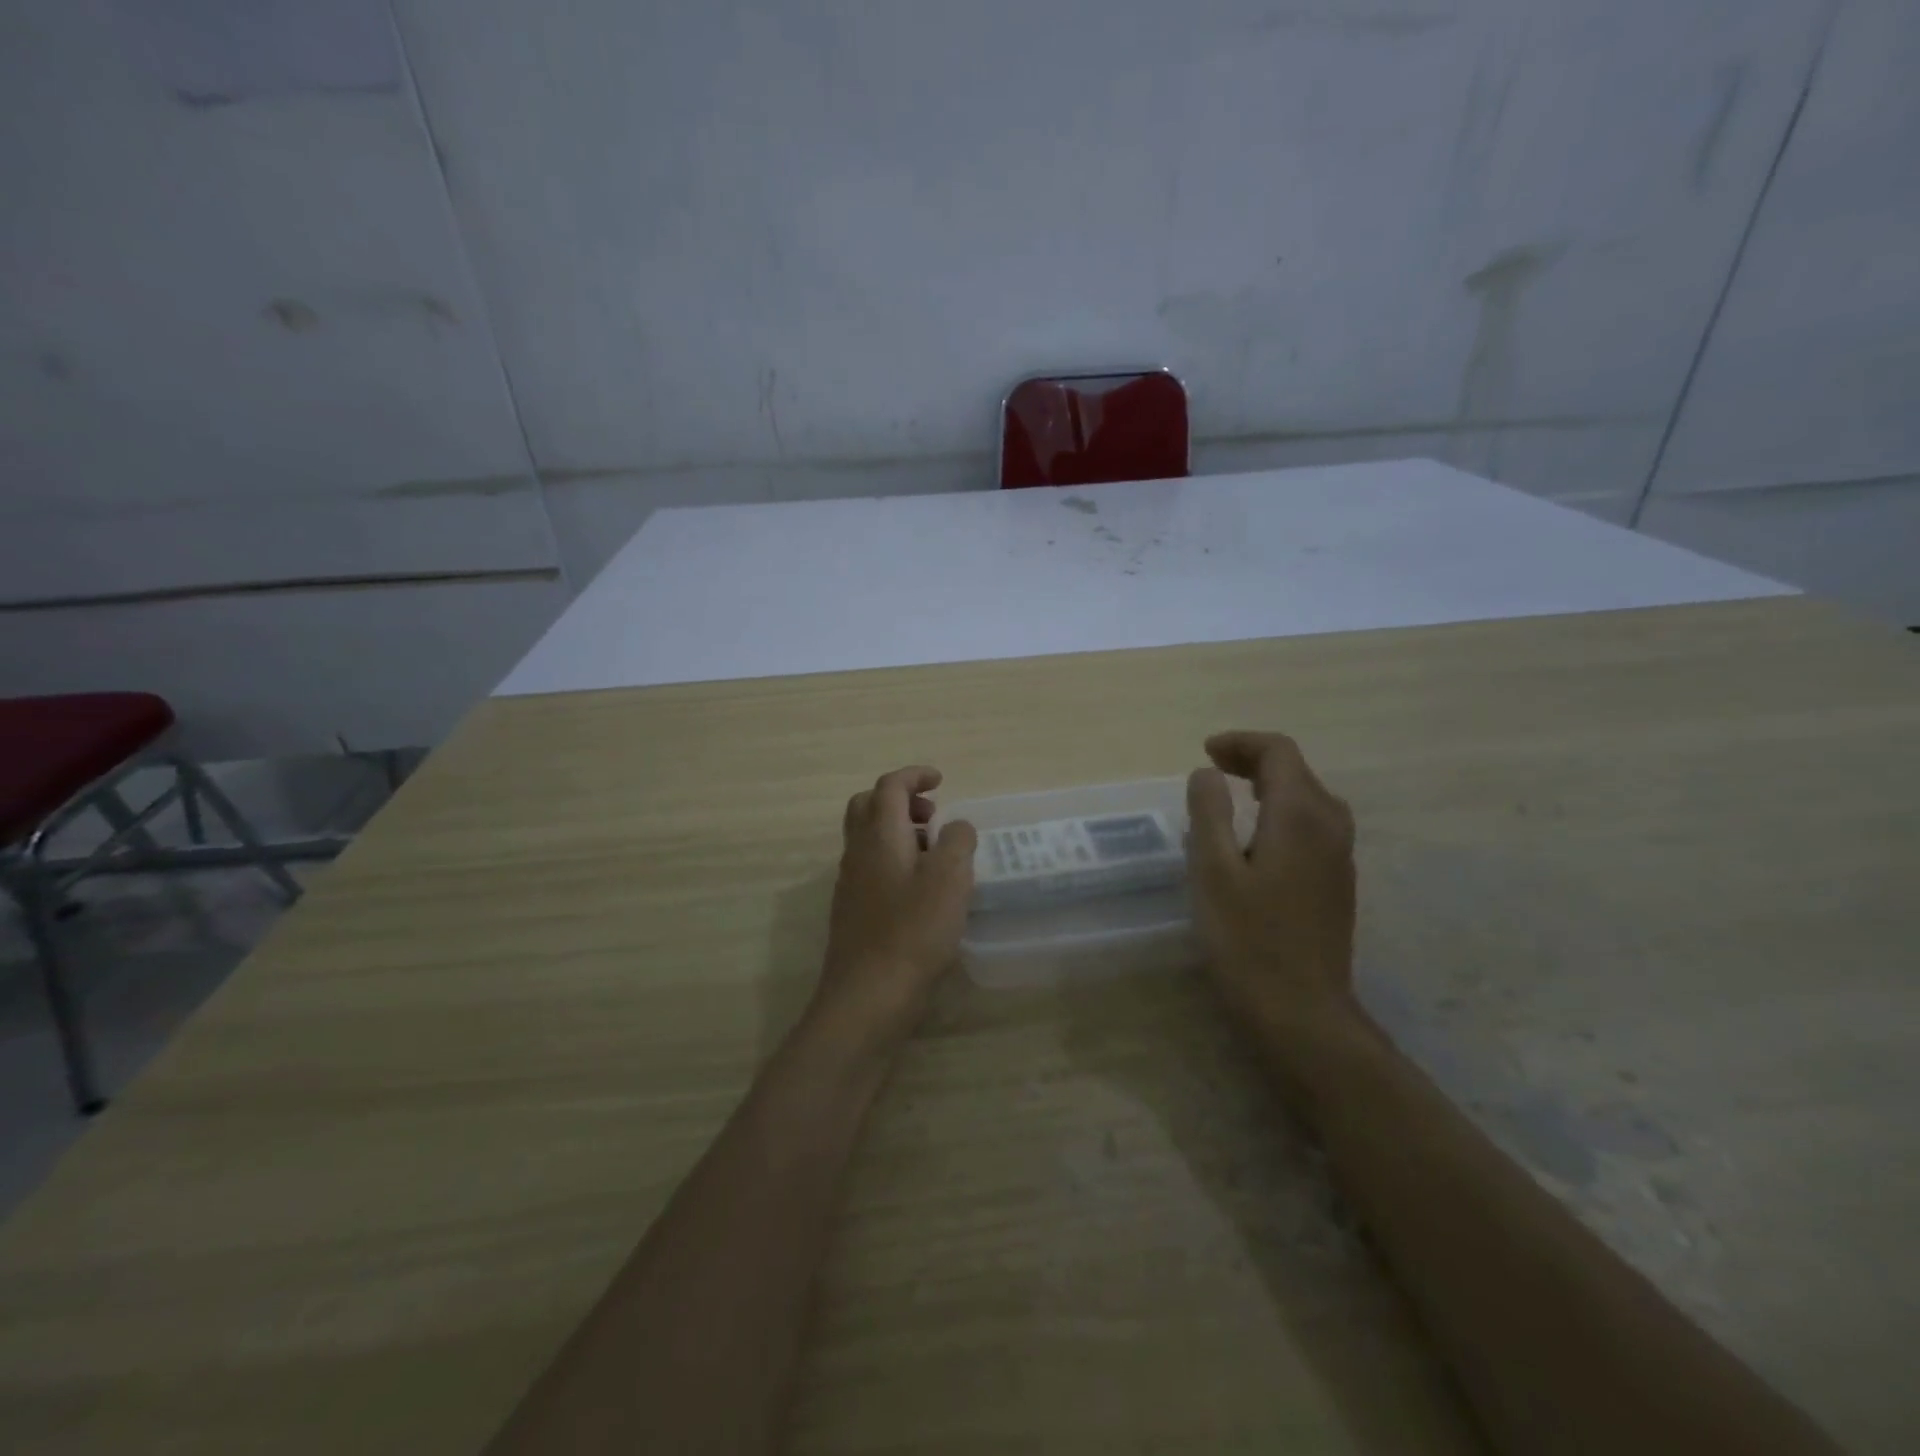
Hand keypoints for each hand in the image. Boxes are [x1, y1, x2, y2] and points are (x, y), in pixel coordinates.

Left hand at [814, 766, 976, 1055]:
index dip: (915, 776)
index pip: (890, 786)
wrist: (867, 996)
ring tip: (935, 854)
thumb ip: (957, 841)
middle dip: (901, 800)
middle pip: (868, 806)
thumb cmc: (914, 931)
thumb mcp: (950, 878)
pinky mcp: (853, 911)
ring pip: (868, 838)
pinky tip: (920, 891)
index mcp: (880, 835)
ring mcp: (850, 883)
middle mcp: (858, 852)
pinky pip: (871, 867)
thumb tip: (955, 826)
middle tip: (933, 816)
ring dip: (899, 832)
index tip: (941, 780)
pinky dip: (895, 860)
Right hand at [1186, 731, 1358, 1035]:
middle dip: (1253, 760)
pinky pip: (1312, 825)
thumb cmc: (1248, 941)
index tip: (1204, 752)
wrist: (1303, 1013)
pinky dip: (1281, 811)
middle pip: (1297, 771)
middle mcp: (1330, 826)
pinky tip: (1254, 837)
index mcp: (1300, 816)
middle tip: (1210, 769)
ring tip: (1228, 794)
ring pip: (1308, 797)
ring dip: (1268, 785)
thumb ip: (1209, 813)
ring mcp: (1340, 856)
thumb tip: (1207, 773)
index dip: (1241, 743)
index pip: (1279, 752)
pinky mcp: (1337, 881)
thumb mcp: (1212, 872)